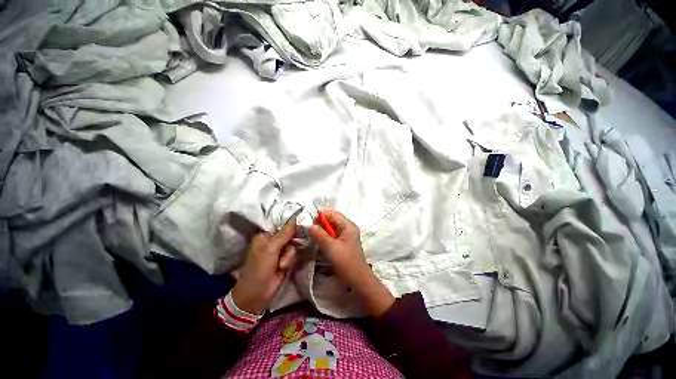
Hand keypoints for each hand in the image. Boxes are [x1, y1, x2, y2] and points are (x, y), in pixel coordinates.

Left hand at [231, 220, 297, 314]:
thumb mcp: (271, 249)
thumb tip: (295, 218)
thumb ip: (284, 234)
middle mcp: (273, 241)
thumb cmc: (259, 269)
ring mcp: (279, 251)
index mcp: (266, 236)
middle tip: (285, 253)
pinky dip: (290, 261)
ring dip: (289, 256)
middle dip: (289, 245)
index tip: (300, 227)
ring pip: (293, 246)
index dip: (291, 226)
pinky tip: (283, 268)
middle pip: (290, 235)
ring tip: (281, 265)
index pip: (282, 225)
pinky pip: (293, 254)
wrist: (256, 295)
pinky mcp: (285, 260)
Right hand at [309, 211, 394, 316]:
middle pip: (332, 219)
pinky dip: (325, 237)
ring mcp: (347, 235)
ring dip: (322, 231)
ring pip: (332, 227)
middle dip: (321, 224)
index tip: (310, 224)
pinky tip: (320, 243)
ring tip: (313, 237)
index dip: (321, 216)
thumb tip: (309, 225)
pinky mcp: (344, 242)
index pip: (333, 213)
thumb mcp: (331, 248)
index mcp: (348, 226)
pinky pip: (333, 235)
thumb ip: (320, 235)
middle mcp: (348, 227)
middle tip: (310, 231)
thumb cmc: (346, 263)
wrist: (358, 280)